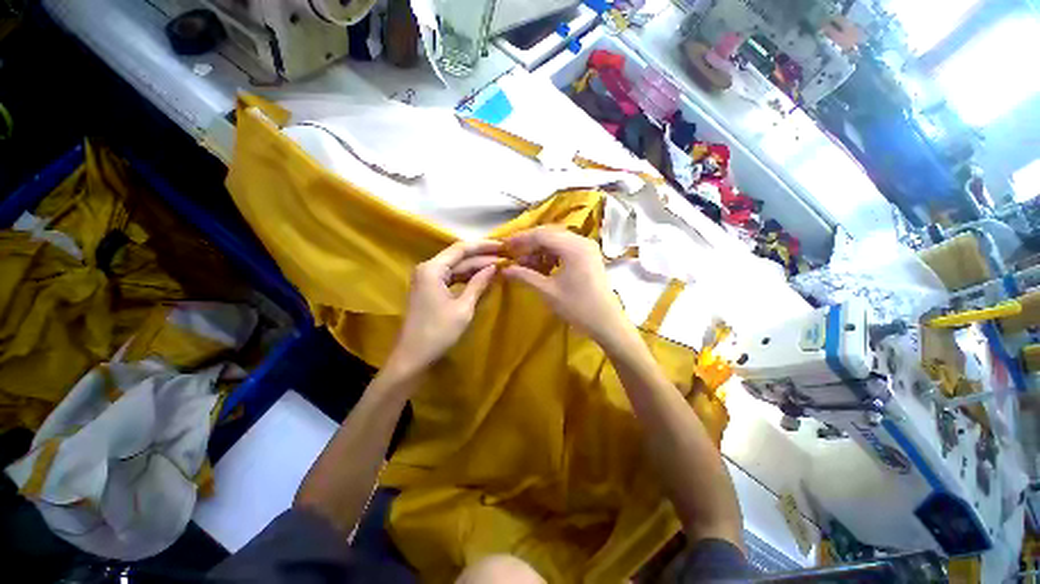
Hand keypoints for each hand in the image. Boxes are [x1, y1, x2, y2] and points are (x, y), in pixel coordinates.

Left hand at [386, 240, 502, 378]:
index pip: (461, 248)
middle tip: (505, 257)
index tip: (503, 246)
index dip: (483, 246)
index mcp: (432, 269)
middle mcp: (427, 268)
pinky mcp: (429, 289)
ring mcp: (427, 279)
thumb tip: (494, 267)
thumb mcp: (463, 308)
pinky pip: (451, 277)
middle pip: (458, 257)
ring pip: (455, 267)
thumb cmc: (438, 332)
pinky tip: (482, 278)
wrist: (413, 356)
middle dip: (481, 257)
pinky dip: (466, 277)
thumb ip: (478, 284)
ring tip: (498, 265)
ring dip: (475, 267)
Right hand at [502, 227, 631, 349]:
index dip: (521, 239)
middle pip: (550, 234)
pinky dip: (552, 254)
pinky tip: (543, 266)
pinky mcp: (590, 255)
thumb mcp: (547, 291)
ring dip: (541, 249)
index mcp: (573, 247)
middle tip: (514, 255)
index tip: (505, 247)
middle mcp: (582, 241)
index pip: (541, 235)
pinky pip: (566, 247)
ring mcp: (588, 247)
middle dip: (530, 244)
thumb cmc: (577, 307)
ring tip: (527, 264)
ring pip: (558, 240)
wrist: (606, 322)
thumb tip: (504, 269)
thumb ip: (525, 276)